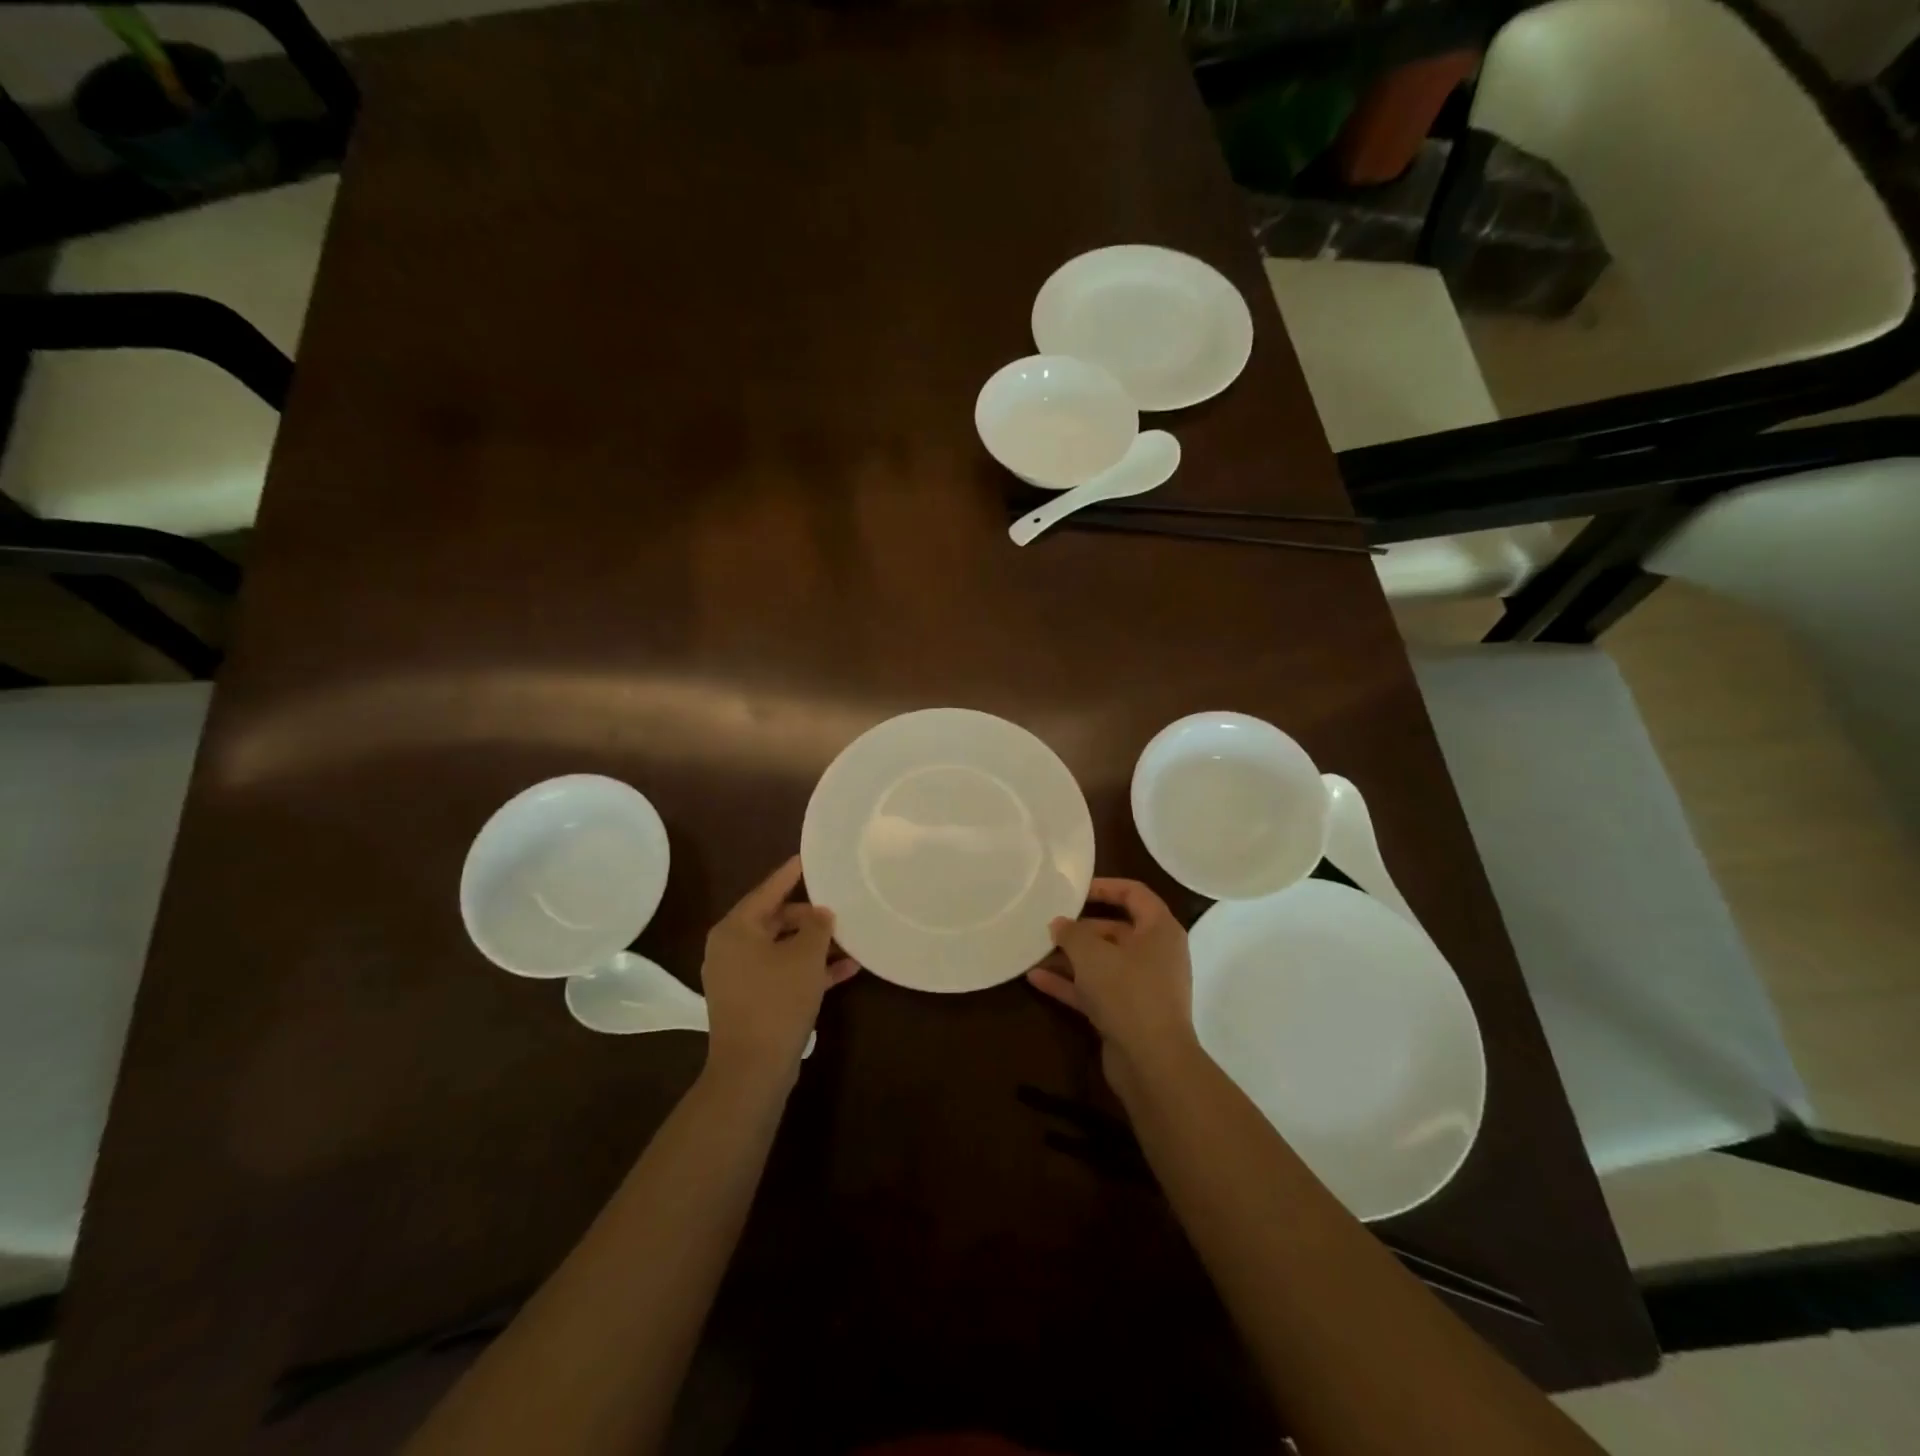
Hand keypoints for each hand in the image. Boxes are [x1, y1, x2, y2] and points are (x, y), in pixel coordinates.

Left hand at [700, 856, 858, 1087]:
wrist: (752, 1069)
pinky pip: (782, 973)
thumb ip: (817, 926)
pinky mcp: (751, 1001)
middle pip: (775, 919)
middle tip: (839, 907)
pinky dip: (808, 969)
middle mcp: (731, 948)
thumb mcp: (805, 956)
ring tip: (850, 939)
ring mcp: (739, 976)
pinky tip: (846, 970)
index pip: (768, 890)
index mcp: (736, 928)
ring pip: (782, 948)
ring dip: (814, 945)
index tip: (809, 857)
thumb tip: (821, 912)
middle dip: (810, 916)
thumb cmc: (777, 1000)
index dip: (791, 873)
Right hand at [1028, 879, 1199, 1097]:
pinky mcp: (1127, 1013)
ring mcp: (1142, 986)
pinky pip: (1096, 990)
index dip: (1105, 886)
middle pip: (1114, 930)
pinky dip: (1070, 984)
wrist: (1152, 1063)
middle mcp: (1155, 954)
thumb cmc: (1127, 993)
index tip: (1074, 889)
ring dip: (1070, 958)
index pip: (1135, 894)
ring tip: (1035, 950)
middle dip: (1079, 928)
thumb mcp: (1092, 954)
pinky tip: (1036, 979)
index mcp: (1160, 930)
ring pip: (1102, 962)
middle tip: (1047, 924)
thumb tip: (1059, 924)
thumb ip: (1072, 933)